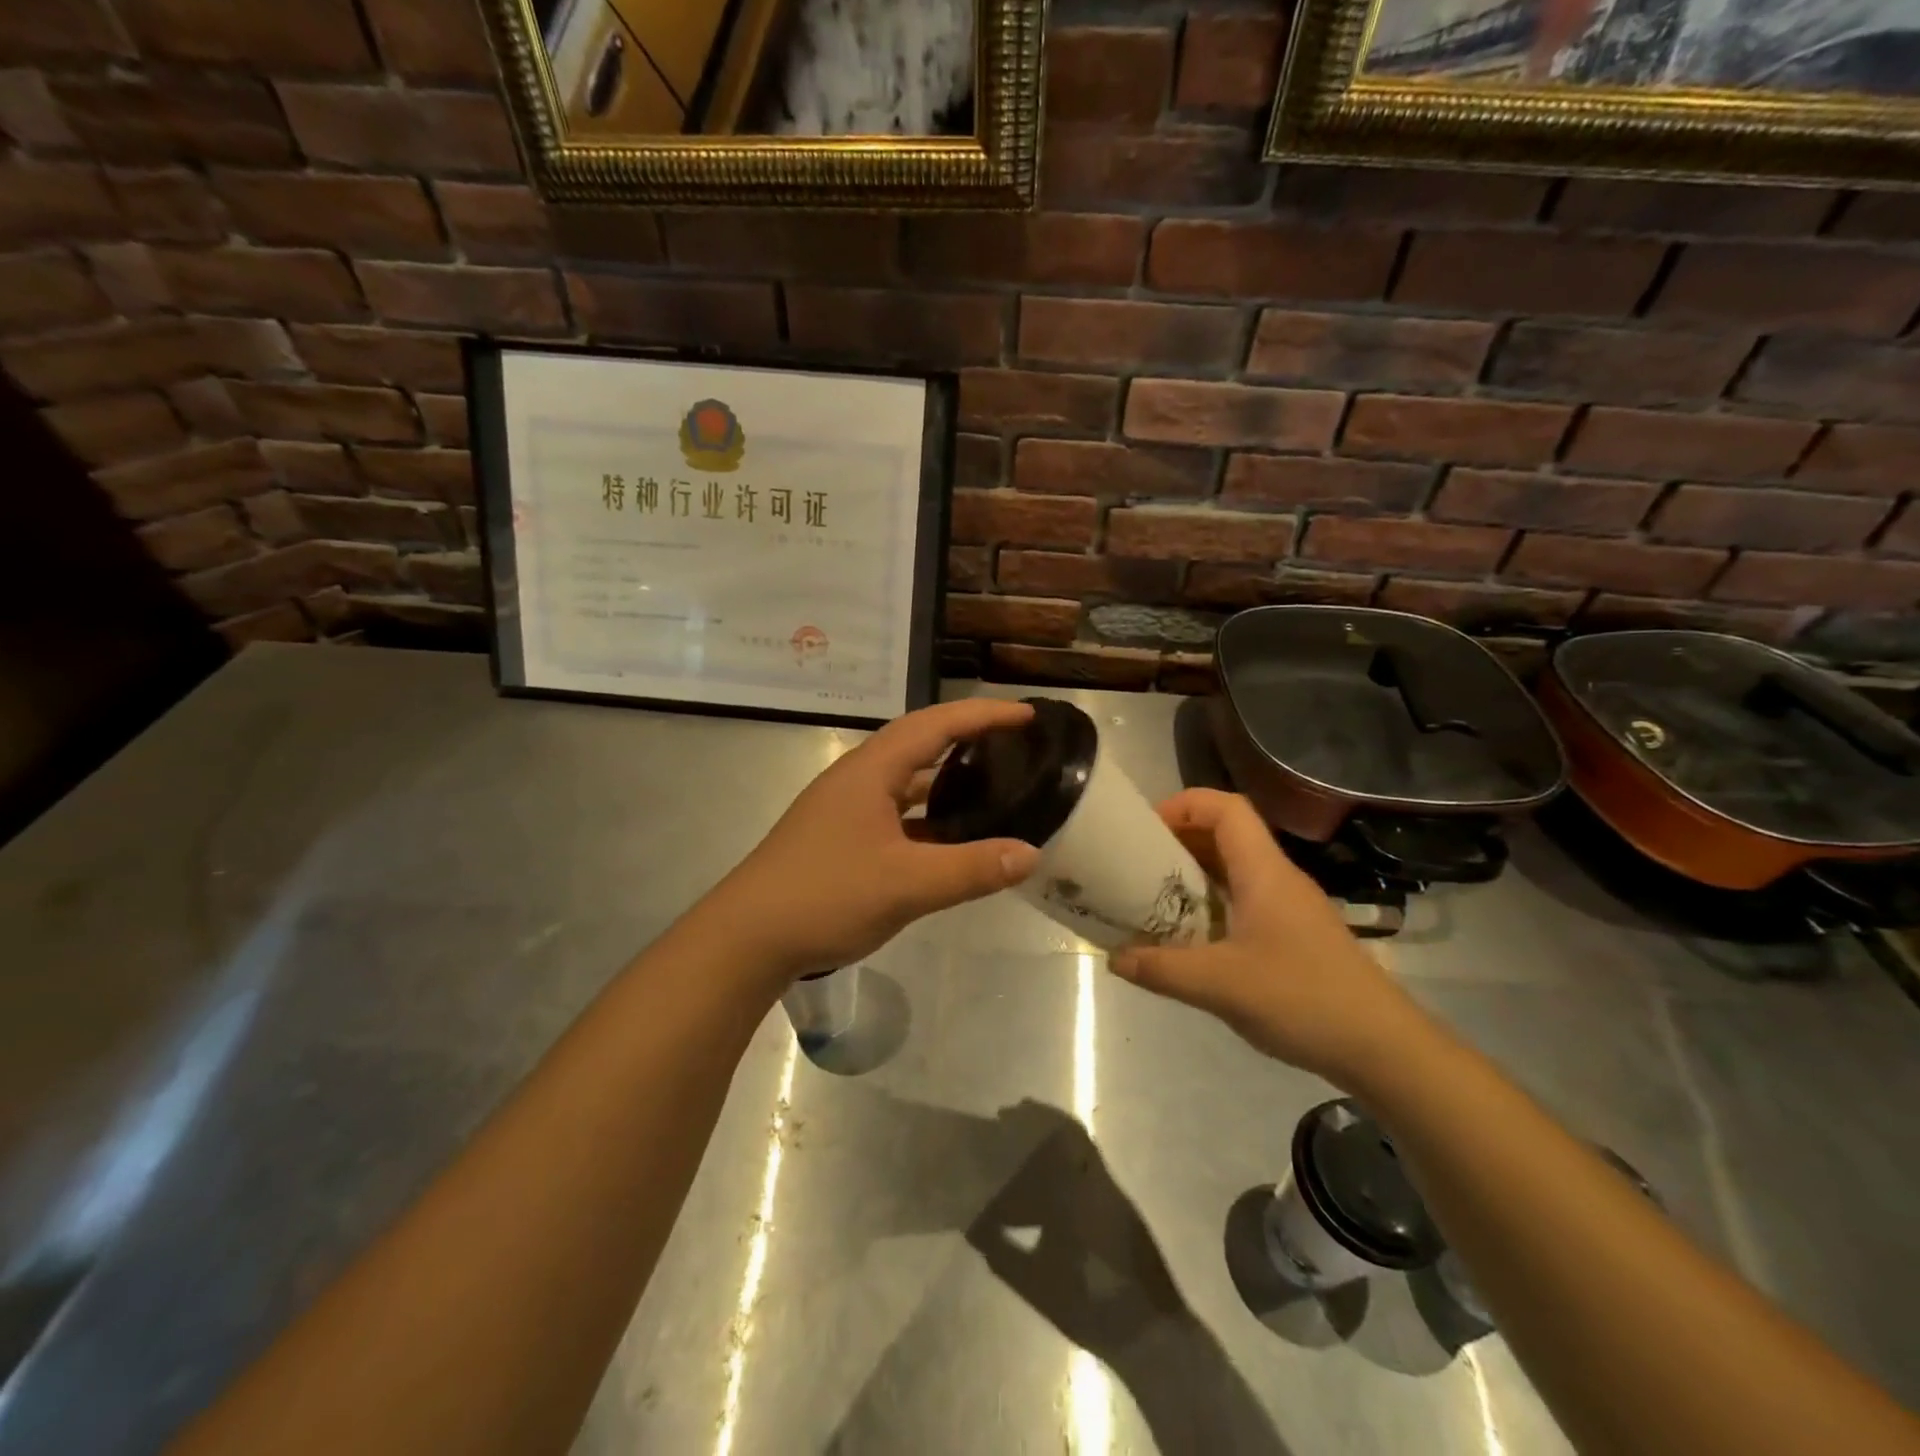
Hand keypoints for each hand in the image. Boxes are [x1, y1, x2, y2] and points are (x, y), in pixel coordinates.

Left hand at [704, 698, 1041, 983]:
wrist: (747, 938)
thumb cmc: (825, 896)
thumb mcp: (906, 884)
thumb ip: (971, 869)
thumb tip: (1031, 854)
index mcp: (871, 771)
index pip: (935, 725)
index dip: (983, 715)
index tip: (1026, 715)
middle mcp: (857, 779)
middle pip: (919, 742)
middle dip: (966, 736)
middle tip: (1013, 743)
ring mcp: (845, 809)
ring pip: (905, 780)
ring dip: (945, 777)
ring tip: (990, 783)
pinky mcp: (840, 837)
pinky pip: (895, 812)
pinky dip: (927, 815)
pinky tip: (949, 838)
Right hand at [1109, 789, 1425, 1086]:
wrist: (1383, 1047)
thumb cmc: (1302, 1000)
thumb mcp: (1221, 986)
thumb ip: (1162, 969)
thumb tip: (1114, 957)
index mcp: (1264, 872)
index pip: (1226, 809)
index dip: (1183, 805)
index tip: (1145, 829)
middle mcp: (1278, 878)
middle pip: (1227, 834)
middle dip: (1179, 839)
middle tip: (1137, 863)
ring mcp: (1290, 906)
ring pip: (1235, 868)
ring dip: (1194, 873)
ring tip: (1154, 896)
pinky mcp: (1295, 934)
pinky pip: (1245, 899)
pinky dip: (1212, 902)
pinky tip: (1192, 936)